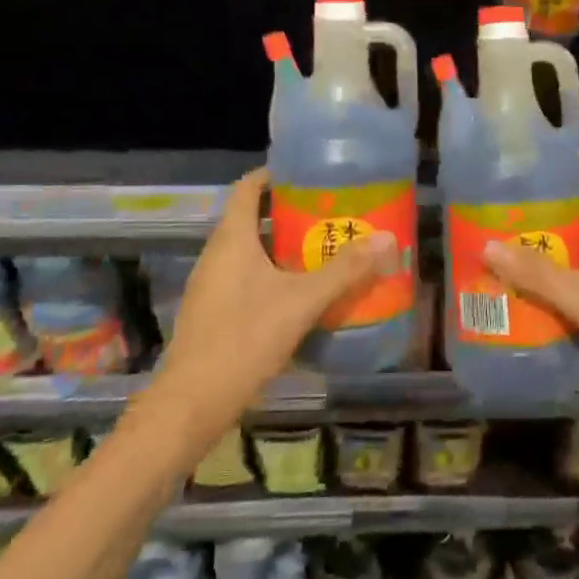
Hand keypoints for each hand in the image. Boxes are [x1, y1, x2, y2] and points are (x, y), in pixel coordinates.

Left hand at [144, 168, 397, 450]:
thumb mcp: (301, 302)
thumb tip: (388, 240)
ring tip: (324, 250)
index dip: (274, 174)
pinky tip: (301, 295)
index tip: (308, 172)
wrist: (190, 406)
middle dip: (290, 213)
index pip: (247, 187)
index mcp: (231, 239)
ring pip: (250, 252)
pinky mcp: (213, 314)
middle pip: (252, 219)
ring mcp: (211, 287)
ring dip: (283, 247)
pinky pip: (246, 279)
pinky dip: (273, 276)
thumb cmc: (243, 340)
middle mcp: (216, 255)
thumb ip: (345, 271)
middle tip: (331, 213)